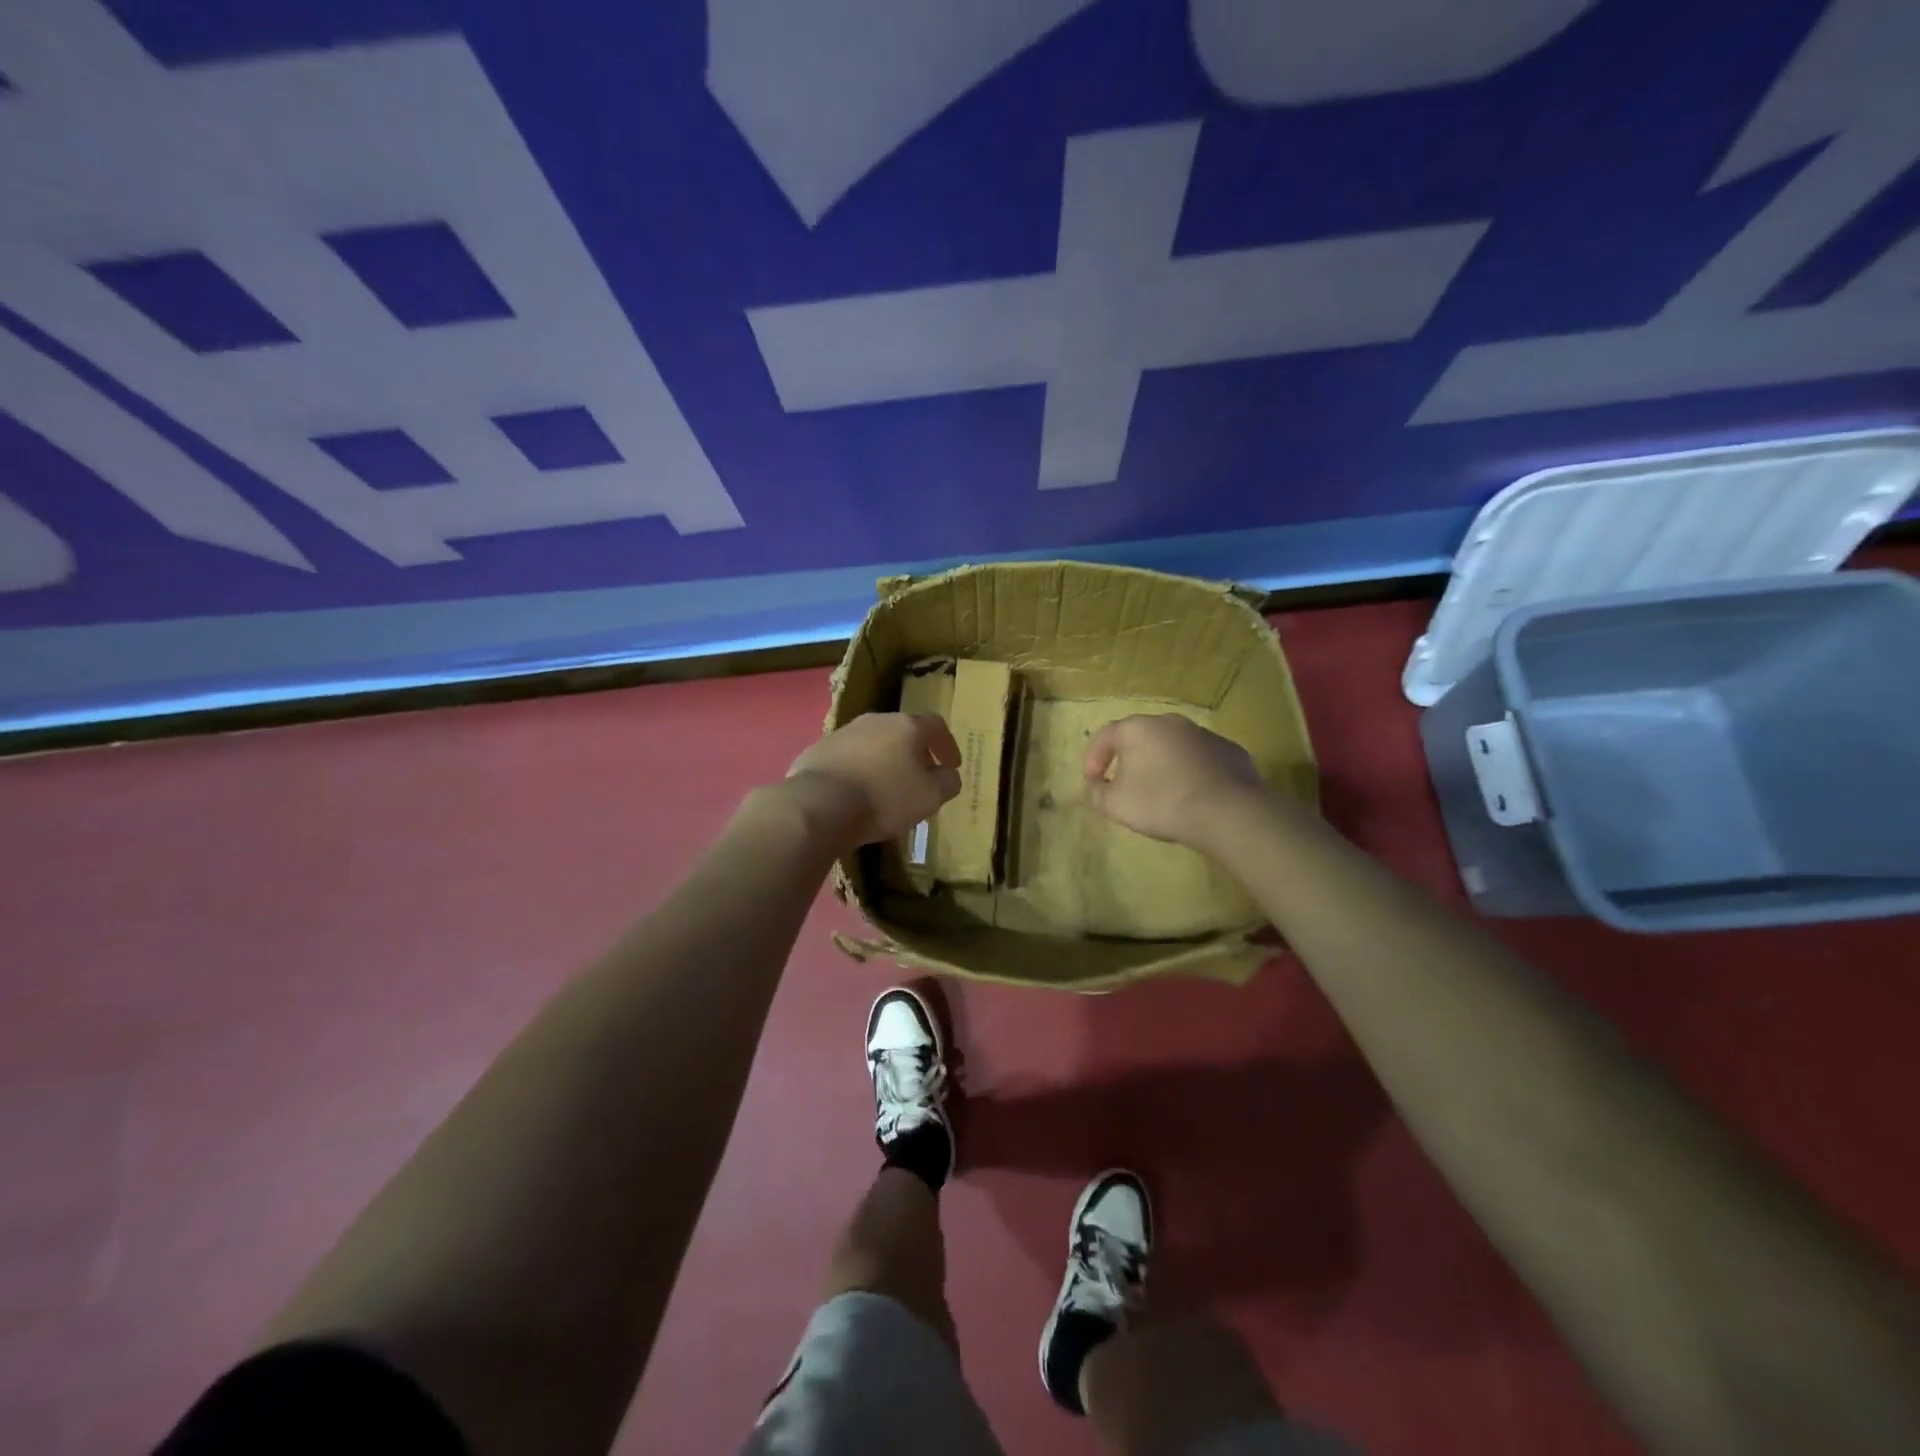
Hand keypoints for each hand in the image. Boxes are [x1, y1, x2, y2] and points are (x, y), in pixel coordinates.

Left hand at [786, 713, 962, 851]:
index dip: (947, 745)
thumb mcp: (930, 797)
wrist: (819, 804)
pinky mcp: (818, 750)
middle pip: (902, 731)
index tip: (951, 765)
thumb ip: (947, 783)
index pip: (935, 725)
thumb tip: (948, 775)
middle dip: (914, 753)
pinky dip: (857, 771)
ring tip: (886, 788)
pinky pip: (847, 758)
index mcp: (906, 726)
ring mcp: (843, 733)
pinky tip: (855, 793)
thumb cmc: (884, 798)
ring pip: (872, 744)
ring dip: (884, 761)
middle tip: (919, 777)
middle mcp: (875, 721)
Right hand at [1084, 714, 1266, 847]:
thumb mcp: (1115, 805)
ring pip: (1173, 746)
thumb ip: (1096, 793)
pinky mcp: (1230, 750)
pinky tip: (1193, 794)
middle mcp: (1170, 722)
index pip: (1106, 735)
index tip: (1093, 782)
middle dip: (1129, 758)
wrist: (1227, 811)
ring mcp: (1203, 733)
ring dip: (1162, 763)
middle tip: (1125, 784)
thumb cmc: (1161, 803)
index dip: (1094, 759)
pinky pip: (1200, 758)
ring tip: (1161, 791)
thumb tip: (1095, 785)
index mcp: (1137, 728)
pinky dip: (1191, 771)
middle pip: (1141, 737)